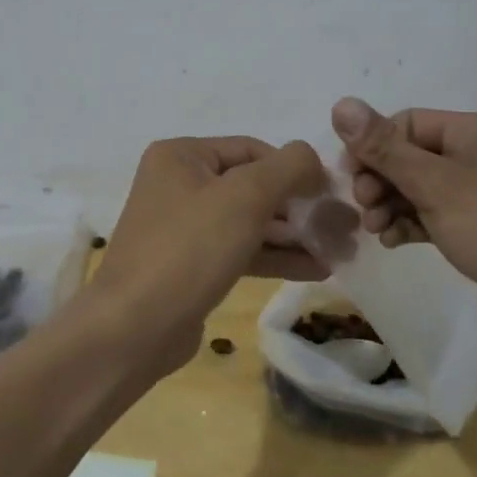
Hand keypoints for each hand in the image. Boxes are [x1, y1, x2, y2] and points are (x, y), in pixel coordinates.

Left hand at [91, 136, 328, 369]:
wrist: (135, 327)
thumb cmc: (190, 248)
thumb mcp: (245, 197)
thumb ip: (287, 168)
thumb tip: (311, 158)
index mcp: (181, 155)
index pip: (251, 149)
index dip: (294, 168)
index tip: (332, 194)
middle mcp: (178, 183)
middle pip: (251, 185)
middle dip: (298, 205)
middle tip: (342, 224)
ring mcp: (183, 226)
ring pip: (249, 221)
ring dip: (293, 234)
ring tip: (338, 248)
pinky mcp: (191, 264)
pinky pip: (240, 249)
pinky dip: (274, 256)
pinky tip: (315, 269)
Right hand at [330, 97, 476, 314]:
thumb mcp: (435, 185)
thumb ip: (384, 147)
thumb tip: (340, 103)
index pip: (407, 122)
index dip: (373, 147)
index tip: (349, 180)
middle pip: (412, 154)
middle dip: (381, 179)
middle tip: (364, 209)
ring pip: (422, 185)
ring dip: (393, 203)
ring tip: (376, 231)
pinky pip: (438, 211)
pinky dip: (414, 222)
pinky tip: (395, 242)